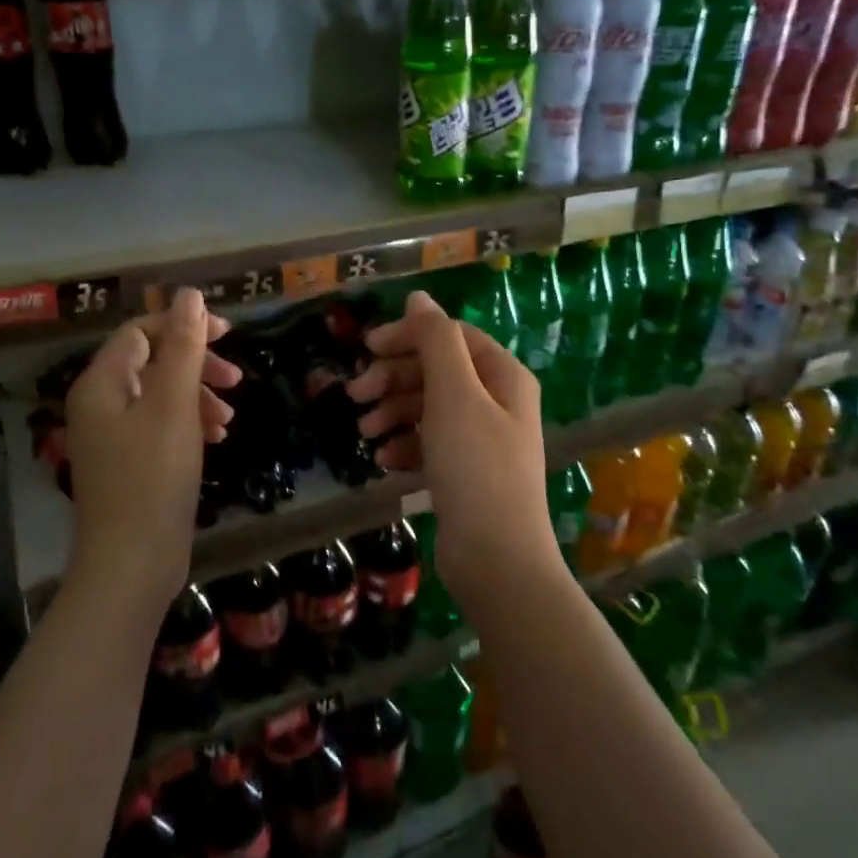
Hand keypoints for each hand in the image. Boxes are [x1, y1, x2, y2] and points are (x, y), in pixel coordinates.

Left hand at [64, 289, 239, 609]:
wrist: (132, 562)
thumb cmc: (153, 476)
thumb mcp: (174, 405)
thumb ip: (182, 346)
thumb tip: (189, 295)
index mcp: (102, 383)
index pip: (141, 331)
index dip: (184, 325)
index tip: (229, 335)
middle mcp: (100, 404)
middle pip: (152, 362)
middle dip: (196, 364)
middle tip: (235, 379)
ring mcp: (113, 436)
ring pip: (161, 396)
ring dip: (198, 397)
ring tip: (229, 420)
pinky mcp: (129, 463)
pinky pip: (161, 426)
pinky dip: (190, 424)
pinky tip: (217, 440)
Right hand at [346, 291, 562, 604]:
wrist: (496, 558)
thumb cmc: (475, 467)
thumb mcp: (454, 394)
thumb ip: (435, 340)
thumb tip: (419, 298)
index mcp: (503, 376)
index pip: (451, 337)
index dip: (408, 336)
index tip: (366, 348)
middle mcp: (497, 403)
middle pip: (437, 372)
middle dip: (394, 379)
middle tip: (355, 396)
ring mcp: (482, 441)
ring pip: (430, 409)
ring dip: (394, 414)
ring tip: (365, 433)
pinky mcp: (466, 474)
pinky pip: (430, 445)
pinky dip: (406, 447)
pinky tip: (386, 462)